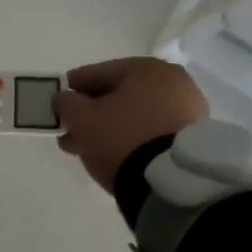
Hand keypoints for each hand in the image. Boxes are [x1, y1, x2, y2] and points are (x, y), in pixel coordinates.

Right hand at [53, 57, 208, 193]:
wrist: (170, 182)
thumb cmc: (122, 138)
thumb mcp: (82, 119)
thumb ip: (66, 103)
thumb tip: (63, 98)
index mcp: (147, 68)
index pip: (99, 72)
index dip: (73, 87)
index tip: (58, 101)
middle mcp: (173, 81)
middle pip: (120, 94)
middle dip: (92, 111)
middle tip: (70, 129)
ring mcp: (188, 110)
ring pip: (135, 114)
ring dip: (109, 127)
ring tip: (86, 147)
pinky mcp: (193, 138)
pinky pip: (152, 130)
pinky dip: (131, 137)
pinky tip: (113, 153)